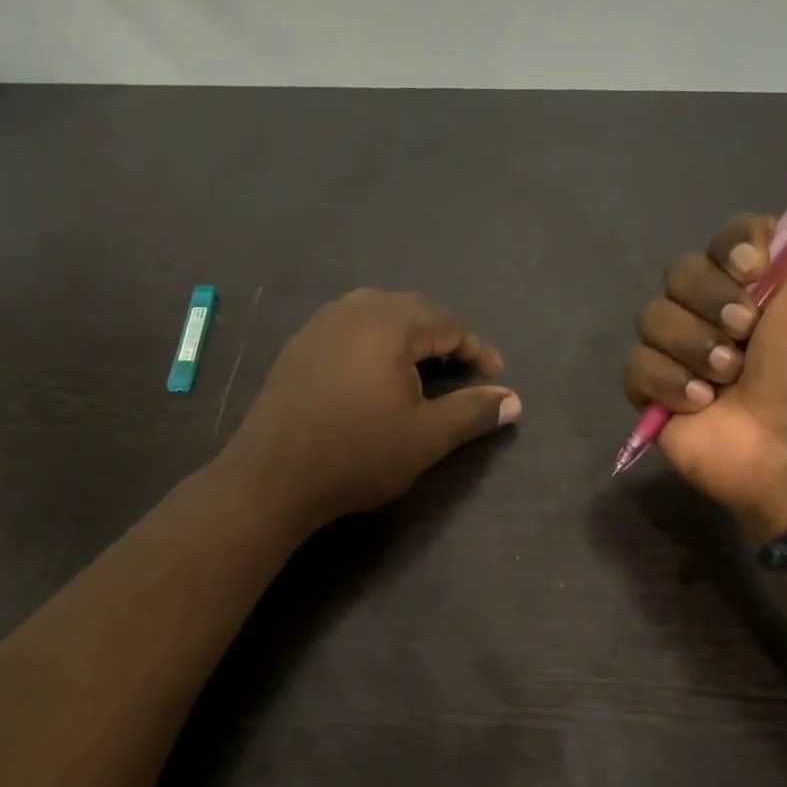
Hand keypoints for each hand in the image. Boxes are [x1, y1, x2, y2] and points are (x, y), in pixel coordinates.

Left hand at [224, 290, 520, 529]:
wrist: (272, 477)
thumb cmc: (357, 454)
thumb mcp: (426, 437)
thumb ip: (473, 412)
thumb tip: (514, 401)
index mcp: (390, 323)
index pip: (449, 323)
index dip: (477, 350)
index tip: (494, 378)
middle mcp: (354, 309)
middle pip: (414, 310)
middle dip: (444, 337)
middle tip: (462, 371)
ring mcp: (320, 324)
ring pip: (378, 314)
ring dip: (408, 336)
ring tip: (423, 369)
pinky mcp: (299, 345)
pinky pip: (350, 327)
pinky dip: (375, 342)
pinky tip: (375, 374)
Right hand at [622, 159, 786, 527]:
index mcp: (762, 283)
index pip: (722, 239)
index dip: (731, 251)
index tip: (757, 274)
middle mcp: (719, 312)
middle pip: (678, 273)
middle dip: (711, 302)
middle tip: (748, 335)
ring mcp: (683, 354)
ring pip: (651, 317)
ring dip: (693, 346)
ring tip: (727, 378)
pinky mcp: (656, 394)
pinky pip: (634, 365)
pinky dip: (667, 381)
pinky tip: (701, 402)